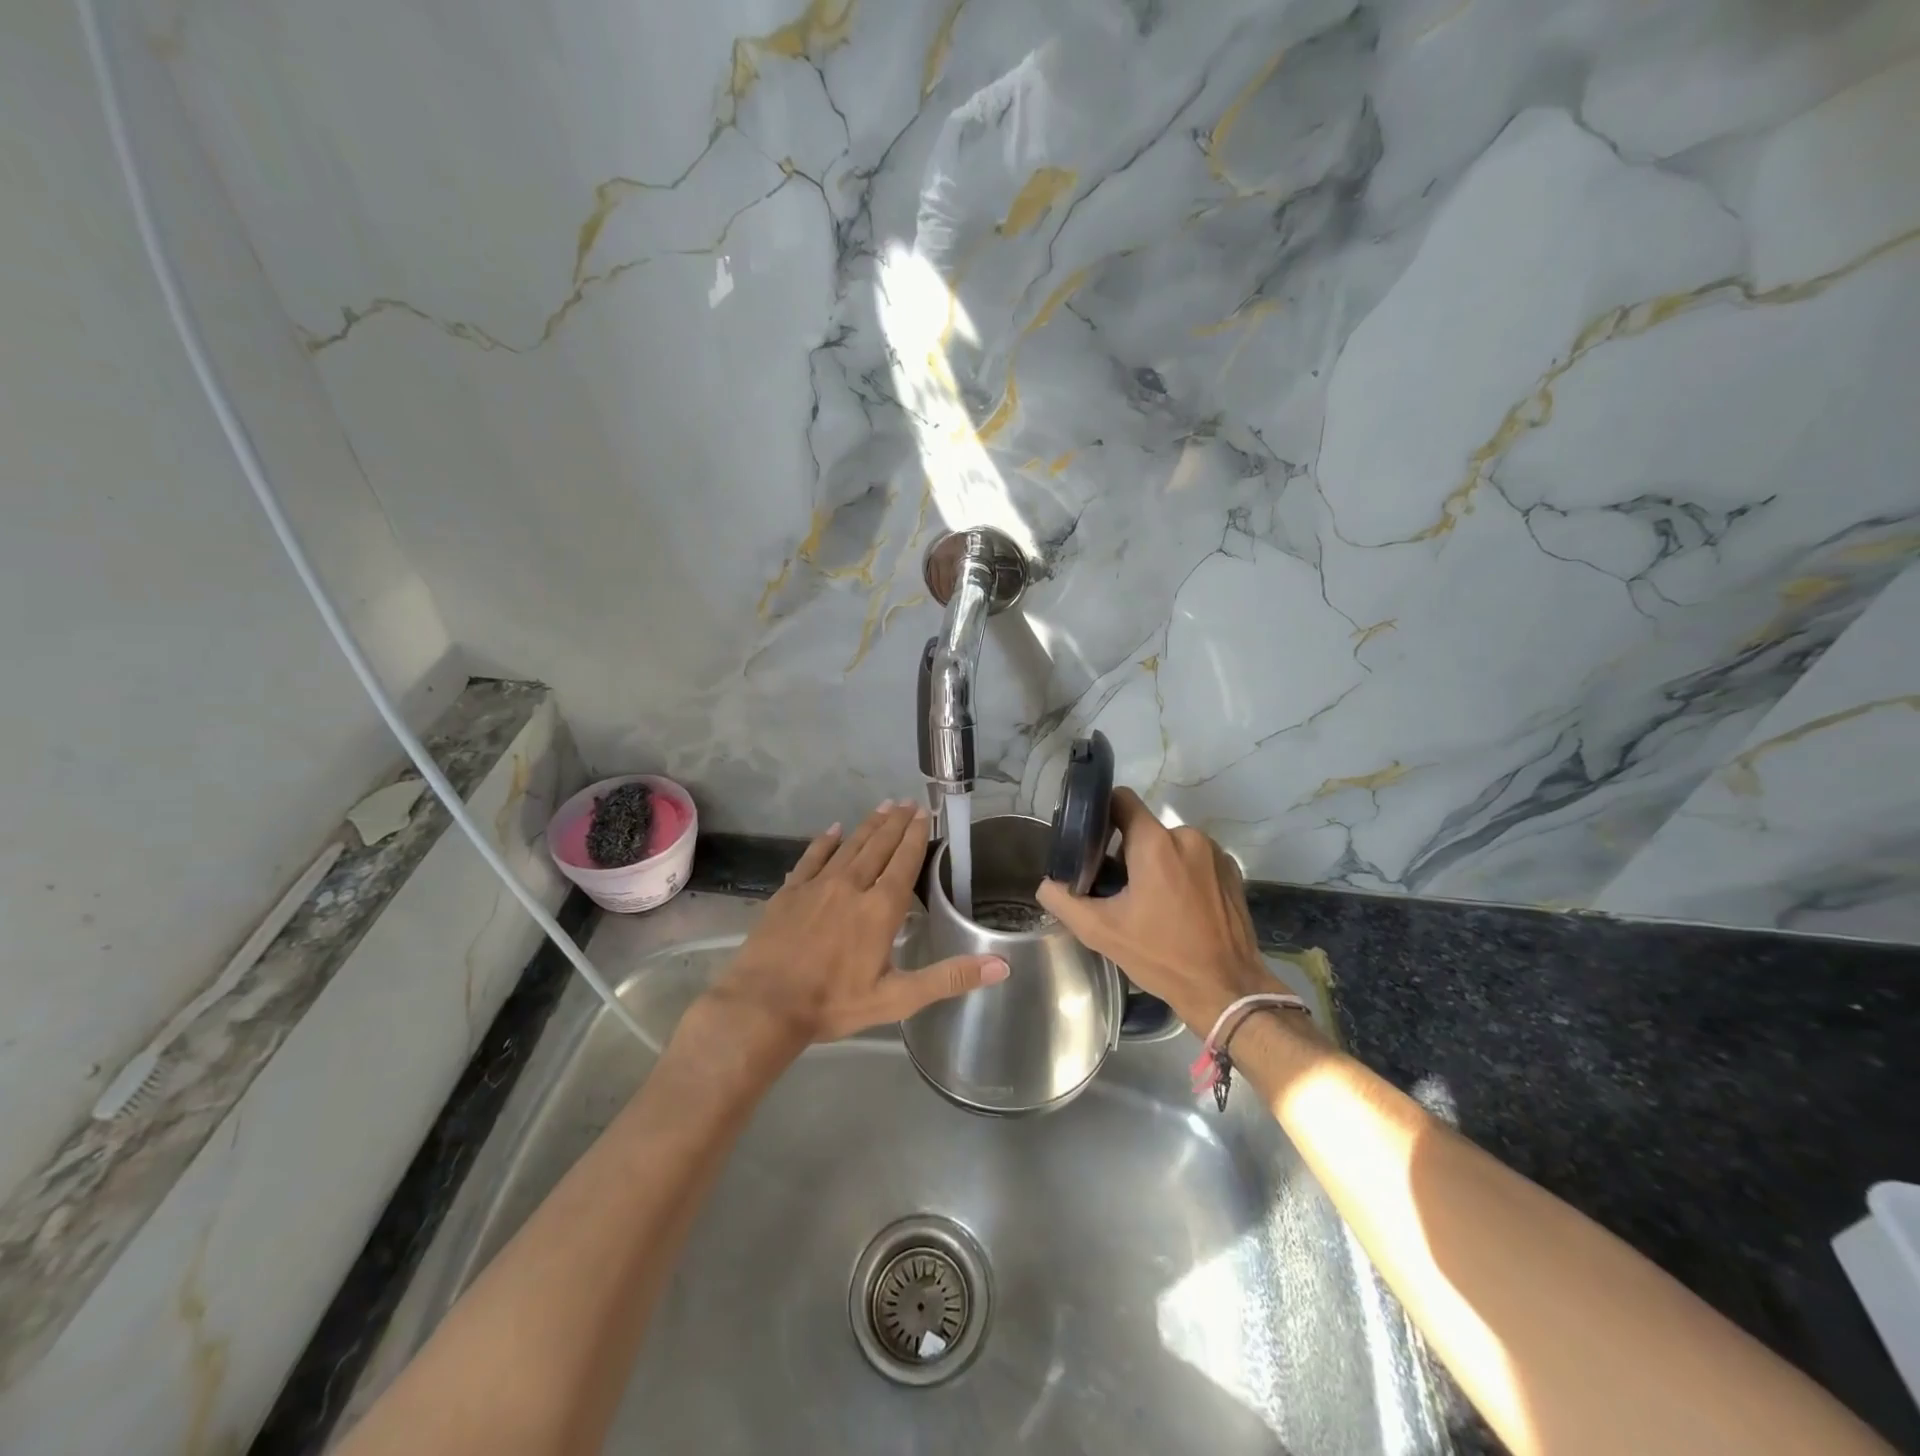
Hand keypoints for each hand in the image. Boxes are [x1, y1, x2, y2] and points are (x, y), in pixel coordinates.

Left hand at [710, 801, 1008, 1045]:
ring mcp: (817, 885)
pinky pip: (812, 857)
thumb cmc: (833, 1003)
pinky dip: (825, 841)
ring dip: (868, 825)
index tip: (924, 813)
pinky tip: (834, 829)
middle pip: (879, 846)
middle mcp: (852, 886)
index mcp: (880, 909)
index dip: (916, 835)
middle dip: (896, 822)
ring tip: (883, 806)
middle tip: (908, 801)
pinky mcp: (789, 892)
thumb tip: (1002, 966)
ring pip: (850, 846)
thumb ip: (949, 978)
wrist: (763, 1006)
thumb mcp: (897, 998)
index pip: (904, 862)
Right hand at [1037, 789, 1271, 1030]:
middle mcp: (1188, 837)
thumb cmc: (1162, 956)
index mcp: (1155, 843)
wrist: (1226, 989)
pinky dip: (1182, 874)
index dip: (1101, 812)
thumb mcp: (1101, 932)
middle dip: (1127, 852)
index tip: (1089, 837)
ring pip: (1171, 844)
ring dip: (1156, 863)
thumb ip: (1065, 902)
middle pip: (1144, 829)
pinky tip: (1179, 908)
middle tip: (1116, 888)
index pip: (1121, 800)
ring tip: (1149, 902)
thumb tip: (1047, 884)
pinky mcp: (1232, 871)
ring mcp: (1215, 853)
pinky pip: (1195, 859)